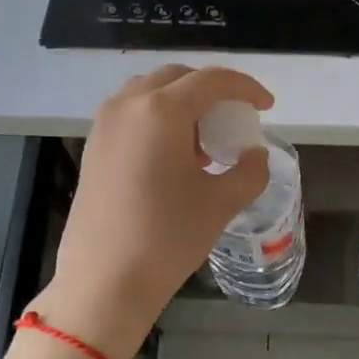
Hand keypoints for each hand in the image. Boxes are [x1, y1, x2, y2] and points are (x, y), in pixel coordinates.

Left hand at [31, 65, 271, 358]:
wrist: (103, 281)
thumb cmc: (167, 237)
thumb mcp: (221, 203)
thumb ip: (249, 171)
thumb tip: (255, 155)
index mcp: (162, 110)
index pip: (212, 80)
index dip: (245, 87)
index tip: (266, 105)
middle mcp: (128, 105)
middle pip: (177, 77)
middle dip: (211, 91)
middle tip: (233, 118)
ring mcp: (104, 124)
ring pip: (150, 92)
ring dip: (181, 103)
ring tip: (203, 141)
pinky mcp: (92, 146)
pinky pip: (131, 114)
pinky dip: (157, 119)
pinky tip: (173, 157)